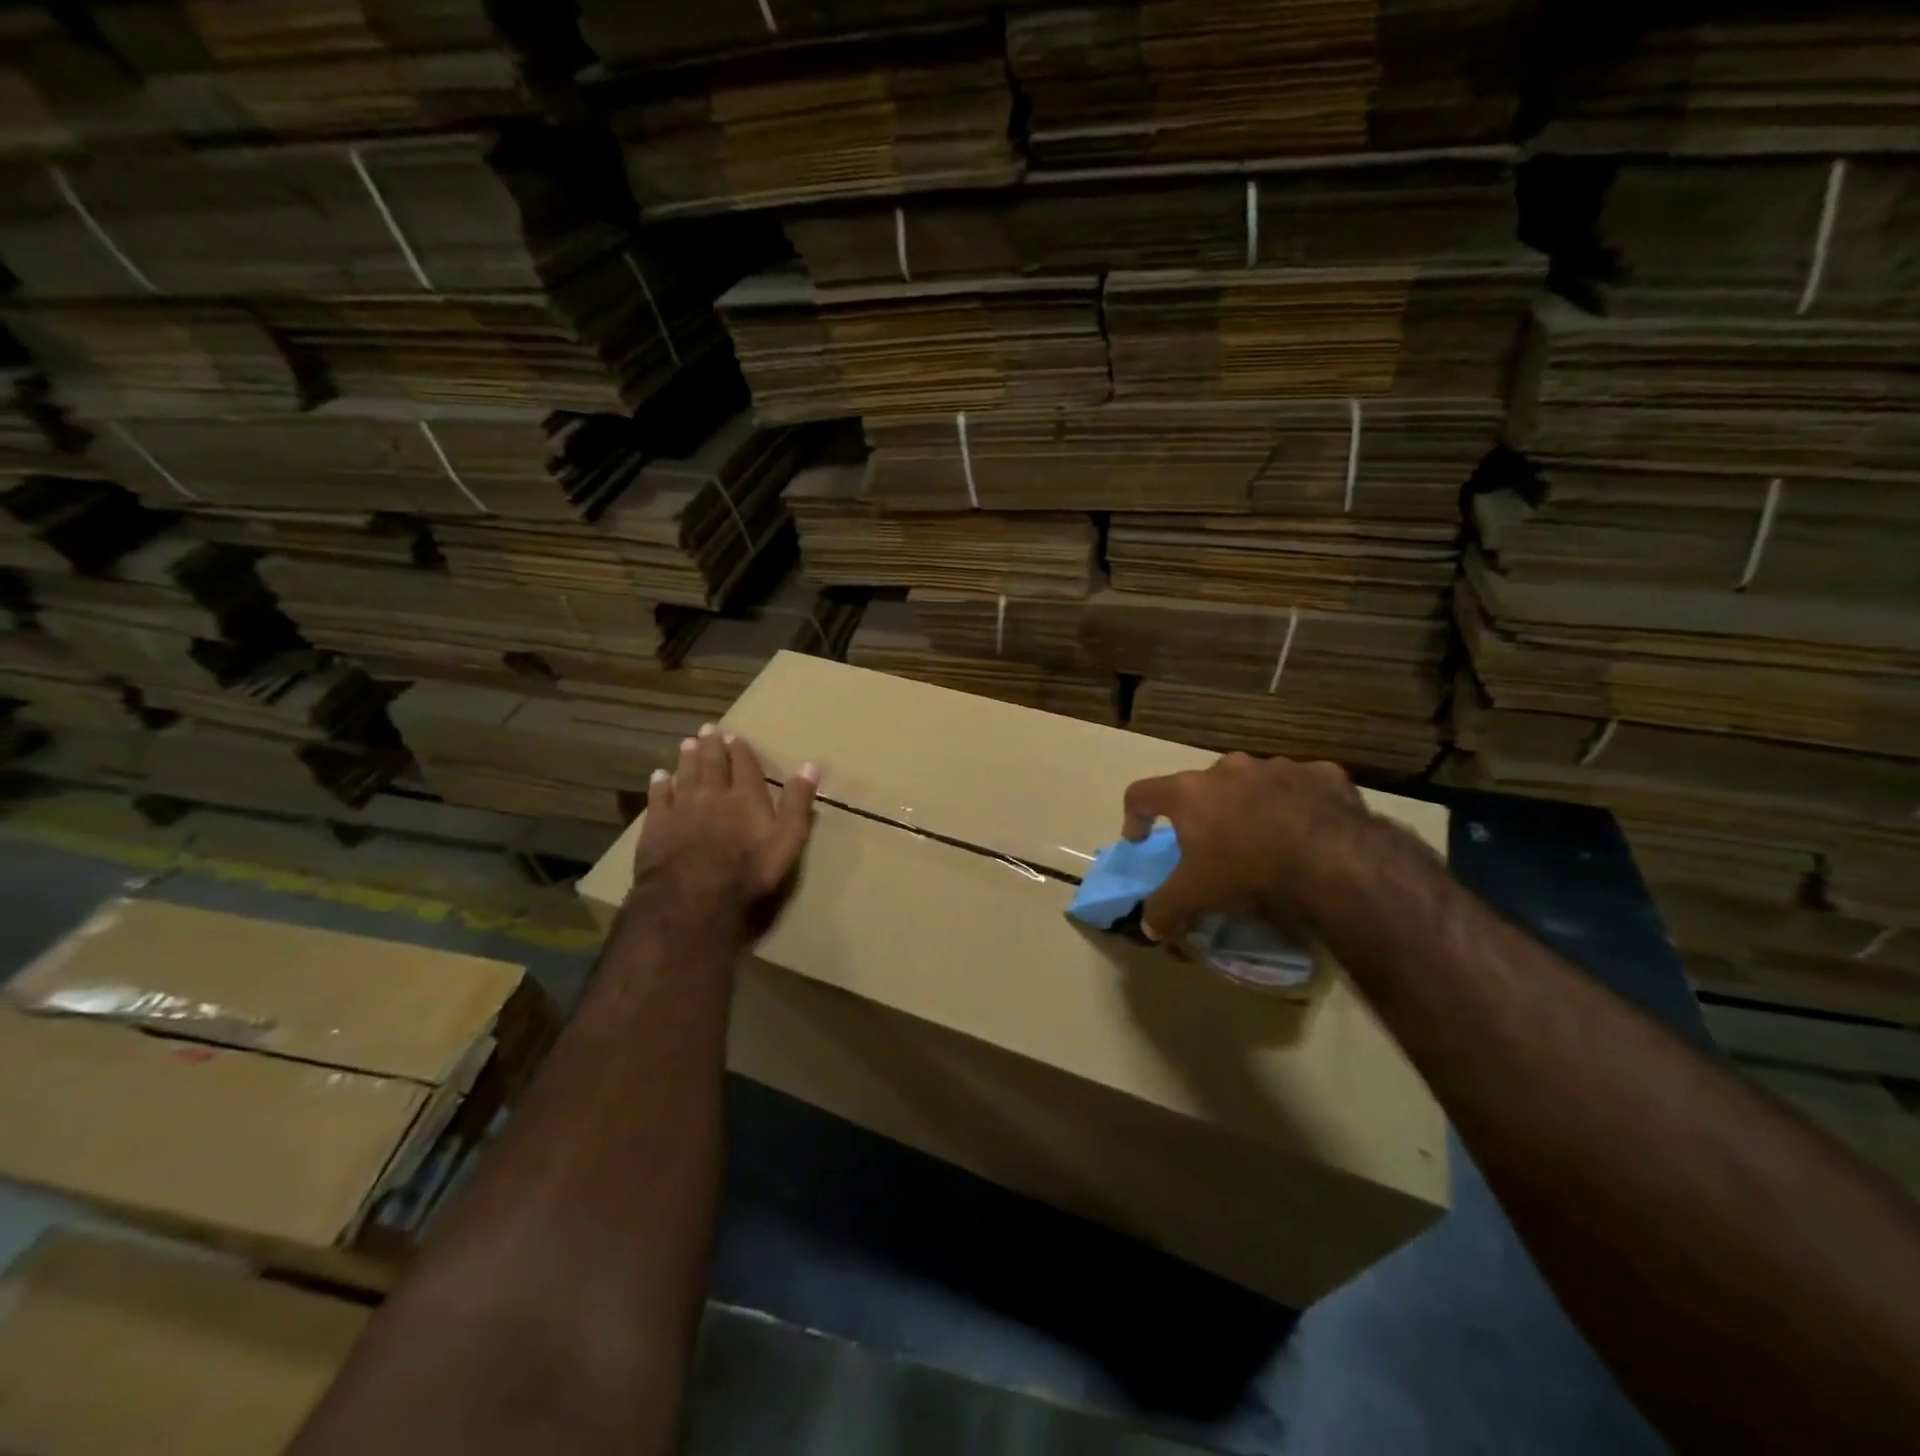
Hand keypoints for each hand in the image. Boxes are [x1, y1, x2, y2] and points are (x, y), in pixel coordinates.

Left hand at [632, 723, 819, 932]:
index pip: (745, 765)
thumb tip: (810, 765)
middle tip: (708, 729)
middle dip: (712, 746)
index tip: (737, 737)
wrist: (692, 899)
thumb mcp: (787, 841)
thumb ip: (798, 804)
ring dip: (688, 758)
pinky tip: (659, 776)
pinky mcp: (657, 826)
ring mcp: (681, 808)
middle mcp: (712, 794)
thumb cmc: (747, 873)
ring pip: (685, 774)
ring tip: (688, 743)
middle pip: (712, 763)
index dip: (741, 750)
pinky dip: (660, 784)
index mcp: (746, 796)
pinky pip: (658, 797)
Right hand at [1121, 753, 1373, 941]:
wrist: (1335, 862)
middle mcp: (1229, 768)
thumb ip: (1164, 910)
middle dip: (1204, 811)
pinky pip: (1302, 787)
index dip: (1134, 816)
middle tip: (1214, 844)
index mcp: (1190, 792)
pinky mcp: (1323, 774)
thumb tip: (1150, 927)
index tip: (1141, 840)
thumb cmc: (1248, 872)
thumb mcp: (1195, 898)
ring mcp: (1278, 766)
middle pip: (1202, 786)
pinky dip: (1299, 804)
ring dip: (1252, 805)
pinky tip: (1311, 832)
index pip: (1141, 794)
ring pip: (1254, 783)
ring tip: (1267, 839)